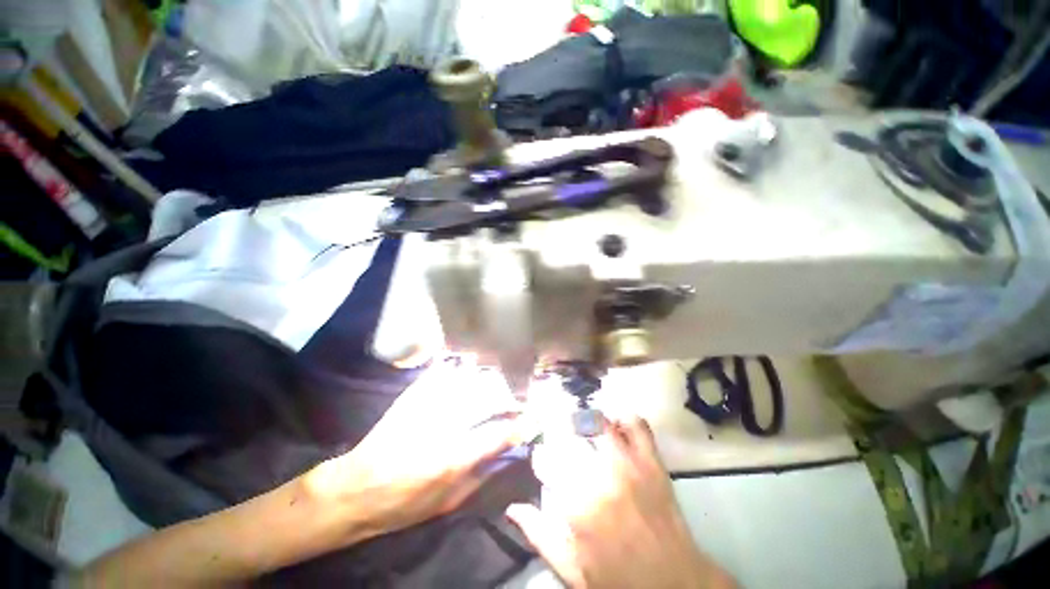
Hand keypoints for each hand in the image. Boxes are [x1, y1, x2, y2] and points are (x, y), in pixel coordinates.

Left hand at [302, 359, 525, 542]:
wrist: (356, 489)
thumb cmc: (404, 504)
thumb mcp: (448, 503)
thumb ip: (483, 475)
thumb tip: (509, 451)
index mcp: (452, 458)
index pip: (499, 433)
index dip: (522, 424)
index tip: (535, 418)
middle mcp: (443, 426)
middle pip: (488, 398)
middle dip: (512, 395)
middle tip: (523, 396)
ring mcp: (427, 404)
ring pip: (470, 380)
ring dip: (493, 378)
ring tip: (505, 378)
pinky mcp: (414, 394)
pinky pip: (444, 371)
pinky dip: (463, 367)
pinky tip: (473, 365)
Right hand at [506, 417, 734, 588]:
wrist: (674, 585)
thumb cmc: (618, 580)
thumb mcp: (572, 571)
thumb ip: (540, 536)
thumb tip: (513, 507)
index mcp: (576, 506)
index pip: (545, 460)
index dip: (541, 457)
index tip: (543, 462)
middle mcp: (599, 477)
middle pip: (568, 435)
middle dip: (559, 432)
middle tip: (561, 440)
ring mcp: (628, 465)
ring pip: (598, 422)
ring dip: (587, 421)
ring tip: (584, 428)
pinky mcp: (652, 462)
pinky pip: (637, 425)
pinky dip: (624, 418)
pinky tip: (616, 425)